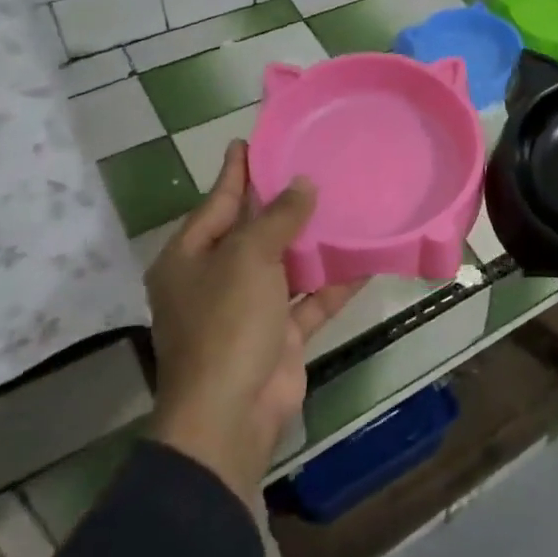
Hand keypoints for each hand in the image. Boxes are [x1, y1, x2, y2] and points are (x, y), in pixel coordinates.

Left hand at [144, 141, 363, 505]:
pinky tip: (367, 259)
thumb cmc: (226, 324)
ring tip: (346, 204)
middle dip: (283, 205)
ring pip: (287, 265)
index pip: (217, 203)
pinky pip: (311, 299)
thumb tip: (303, 184)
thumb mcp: (248, 258)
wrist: (231, 415)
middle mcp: (216, 280)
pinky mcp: (281, 335)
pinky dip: (336, 283)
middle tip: (314, 166)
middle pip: (254, 232)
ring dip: (315, 243)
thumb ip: (277, 218)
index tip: (252, 141)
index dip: (237, 172)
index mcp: (190, 259)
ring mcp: (249, 310)